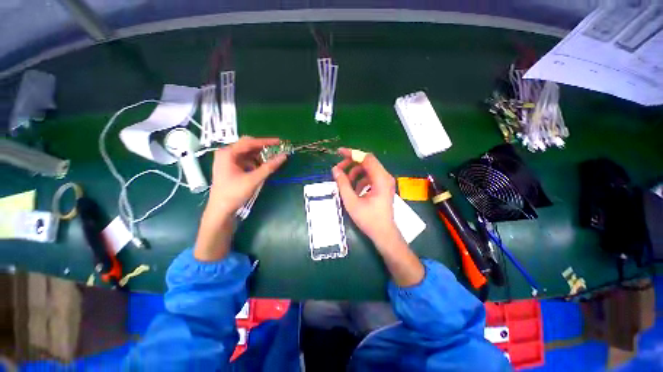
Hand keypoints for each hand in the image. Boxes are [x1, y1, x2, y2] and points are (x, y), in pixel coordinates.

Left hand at [207, 136, 287, 218]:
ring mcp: (228, 161)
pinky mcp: (231, 168)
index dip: (266, 141)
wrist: (220, 210)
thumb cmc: (234, 193)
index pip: (250, 142)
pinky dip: (255, 162)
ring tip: (271, 161)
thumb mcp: (254, 179)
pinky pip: (245, 160)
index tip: (279, 142)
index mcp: (228, 153)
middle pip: (248, 146)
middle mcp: (226, 154)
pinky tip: (261, 168)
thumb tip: (284, 156)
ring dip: (259, 156)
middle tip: (276, 151)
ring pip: (247, 153)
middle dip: (263, 149)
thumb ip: (269, 166)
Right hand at [331, 148, 399, 249]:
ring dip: (354, 173)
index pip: (366, 158)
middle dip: (351, 164)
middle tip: (338, 170)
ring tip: (344, 182)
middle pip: (367, 162)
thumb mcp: (351, 202)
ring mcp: (385, 182)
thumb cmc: (368, 219)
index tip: (339, 153)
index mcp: (380, 179)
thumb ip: (343, 184)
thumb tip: (335, 169)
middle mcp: (385, 177)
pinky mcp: (383, 187)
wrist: (383, 233)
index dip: (352, 153)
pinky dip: (360, 180)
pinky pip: (370, 177)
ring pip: (367, 170)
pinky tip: (353, 189)